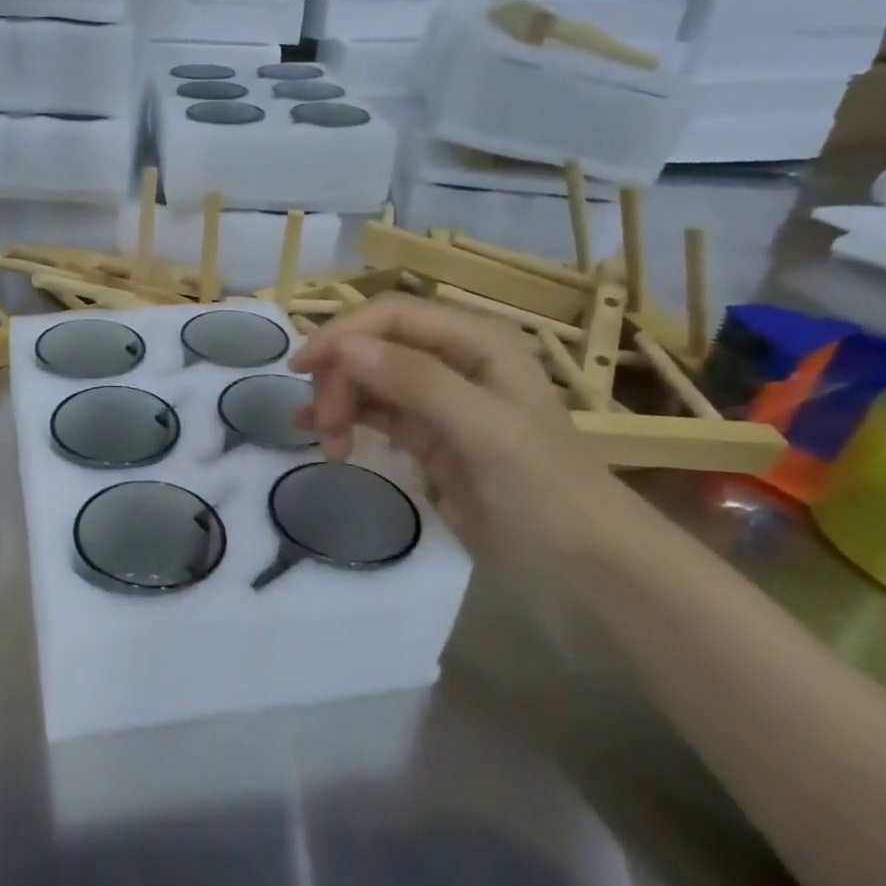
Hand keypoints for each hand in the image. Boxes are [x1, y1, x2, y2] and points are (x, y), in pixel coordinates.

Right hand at [291, 295, 653, 585]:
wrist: (584, 569)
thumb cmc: (545, 491)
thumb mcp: (486, 431)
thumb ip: (418, 382)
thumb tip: (343, 347)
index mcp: (476, 342)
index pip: (392, 316)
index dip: (343, 334)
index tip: (300, 370)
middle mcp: (455, 361)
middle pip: (374, 348)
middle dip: (340, 379)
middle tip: (321, 428)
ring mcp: (440, 402)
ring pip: (368, 382)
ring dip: (338, 404)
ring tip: (326, 446)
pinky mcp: (428, 439)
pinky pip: (374, 416)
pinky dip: (346, 423)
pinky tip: (326, 442)